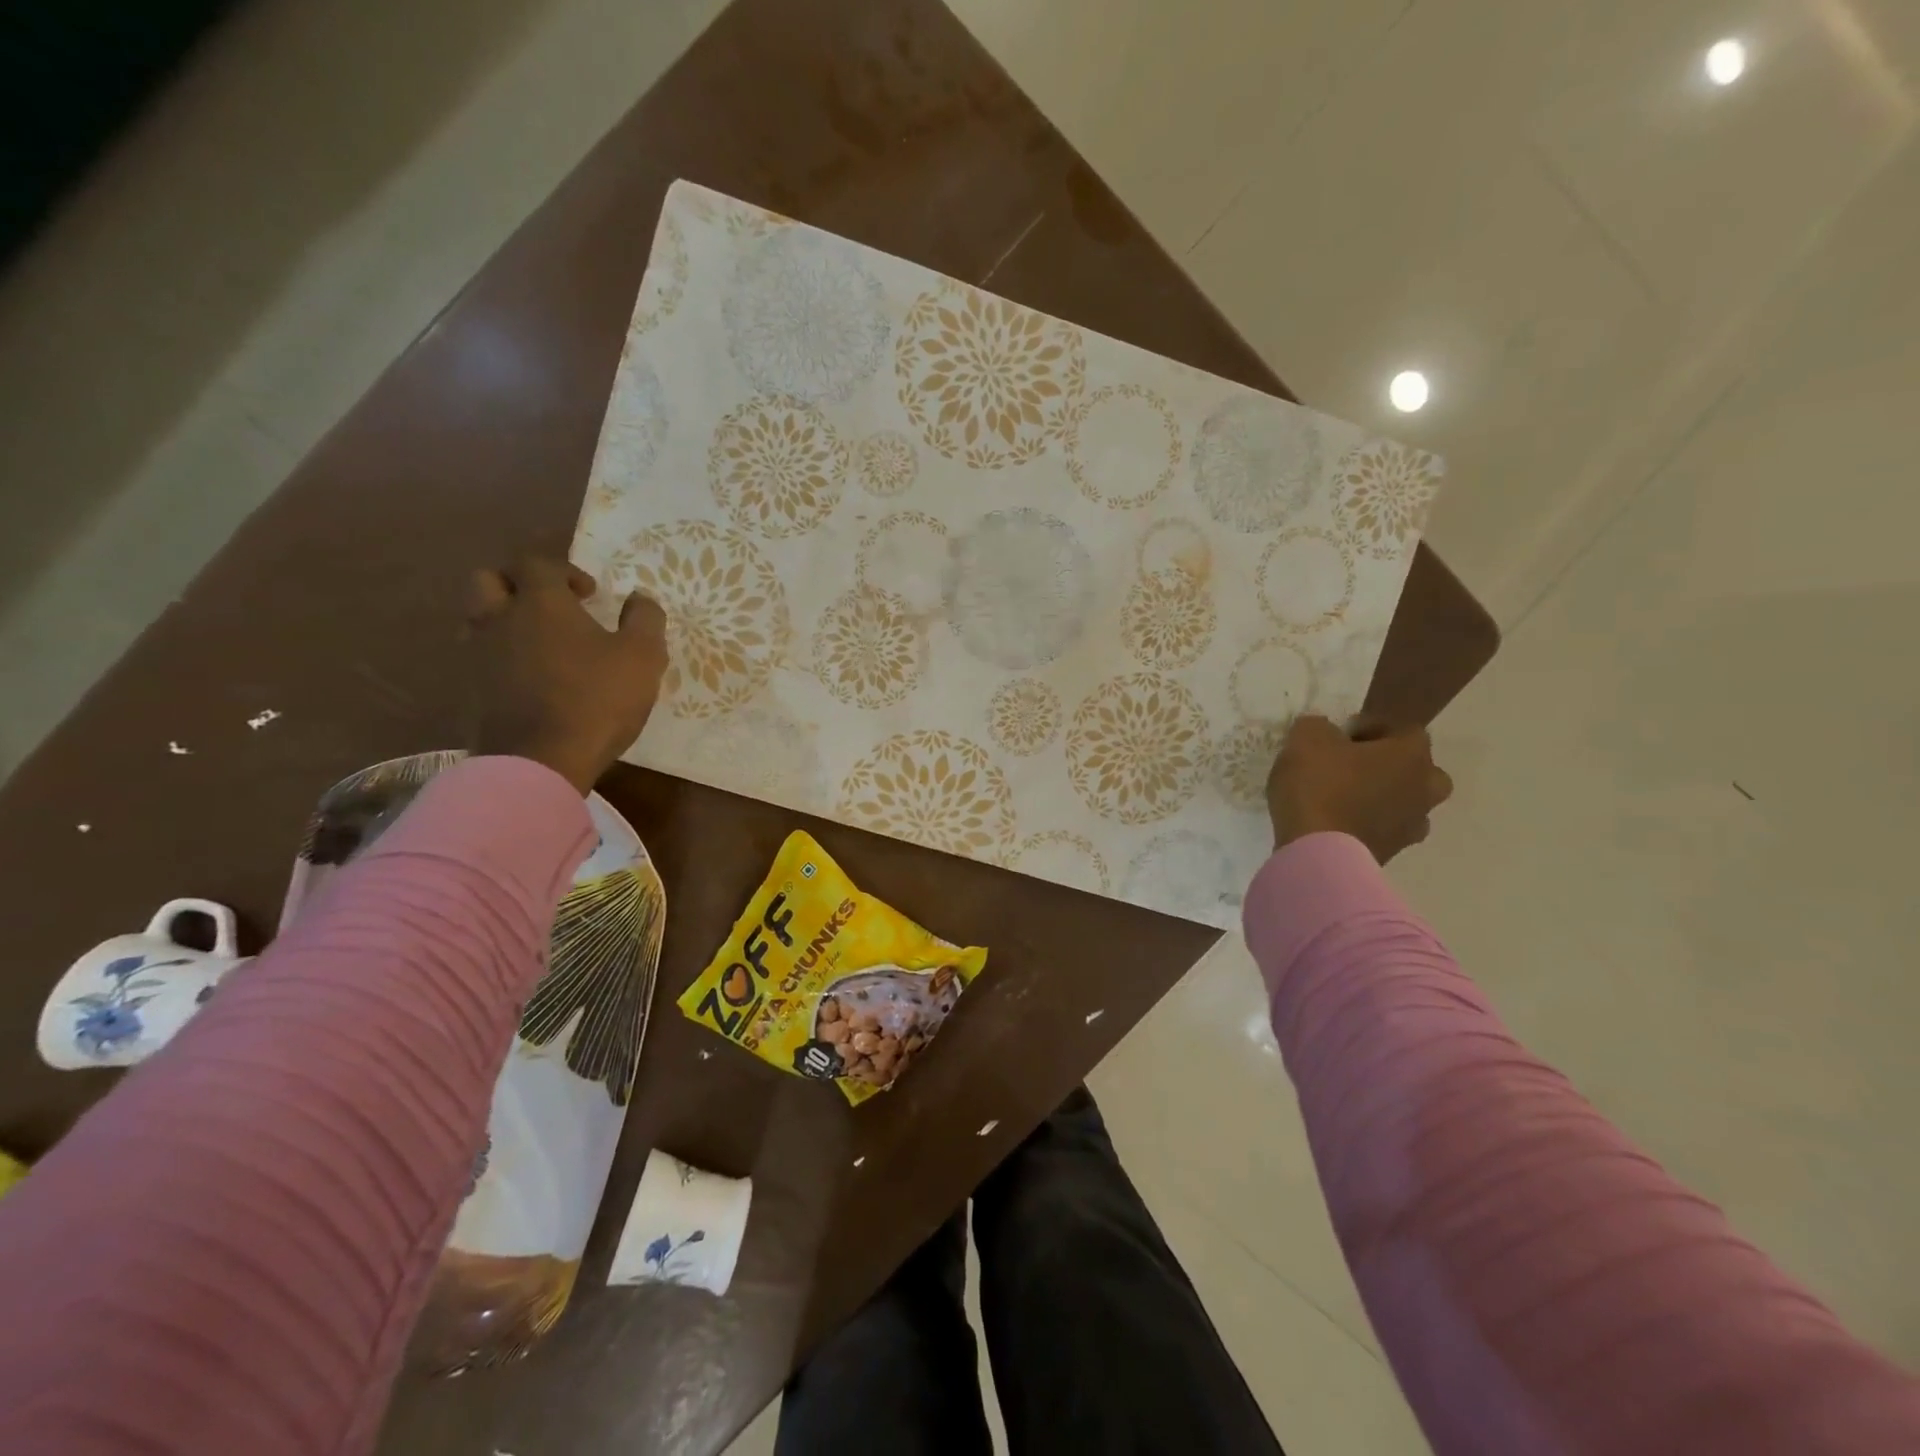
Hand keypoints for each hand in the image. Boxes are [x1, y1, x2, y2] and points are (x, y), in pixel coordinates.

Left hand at [465, 555, 667, 793]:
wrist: (542, 761)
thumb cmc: (598, 700)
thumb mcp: (643, 656)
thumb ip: (645, 619)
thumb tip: (640, 597)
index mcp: (540, 603)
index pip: (537, 562)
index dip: (565, 570)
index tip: (591, 594)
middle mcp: (500, 619)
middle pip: (489, 580)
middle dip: (518, 584)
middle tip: (551, 607)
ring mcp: (479, 656)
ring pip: (478, 619)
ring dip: (505, 620)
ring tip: (539, 643)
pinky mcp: (472, 690)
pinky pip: (480, 658)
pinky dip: (501, 658)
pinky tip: (529, 678)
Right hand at [1266, 715, 1452, 863]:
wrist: (1317, 853)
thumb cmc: (1319, 785)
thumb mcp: (1307, 738)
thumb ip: (1319, 727)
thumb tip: (1324, 732)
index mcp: (1411, 755)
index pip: (1405, 729)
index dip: (1372, 726)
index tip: (1342, 733)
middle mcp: (1423, 790)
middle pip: (1419, 770)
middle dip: (1390, 765)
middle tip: (1354, 766)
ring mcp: (1411, 827)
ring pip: (1405, 804)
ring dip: (1382, 798)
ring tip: (1344, 798)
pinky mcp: (1391, 854)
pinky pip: (1384, 830)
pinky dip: (1367, 824)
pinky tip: (1336, 822)